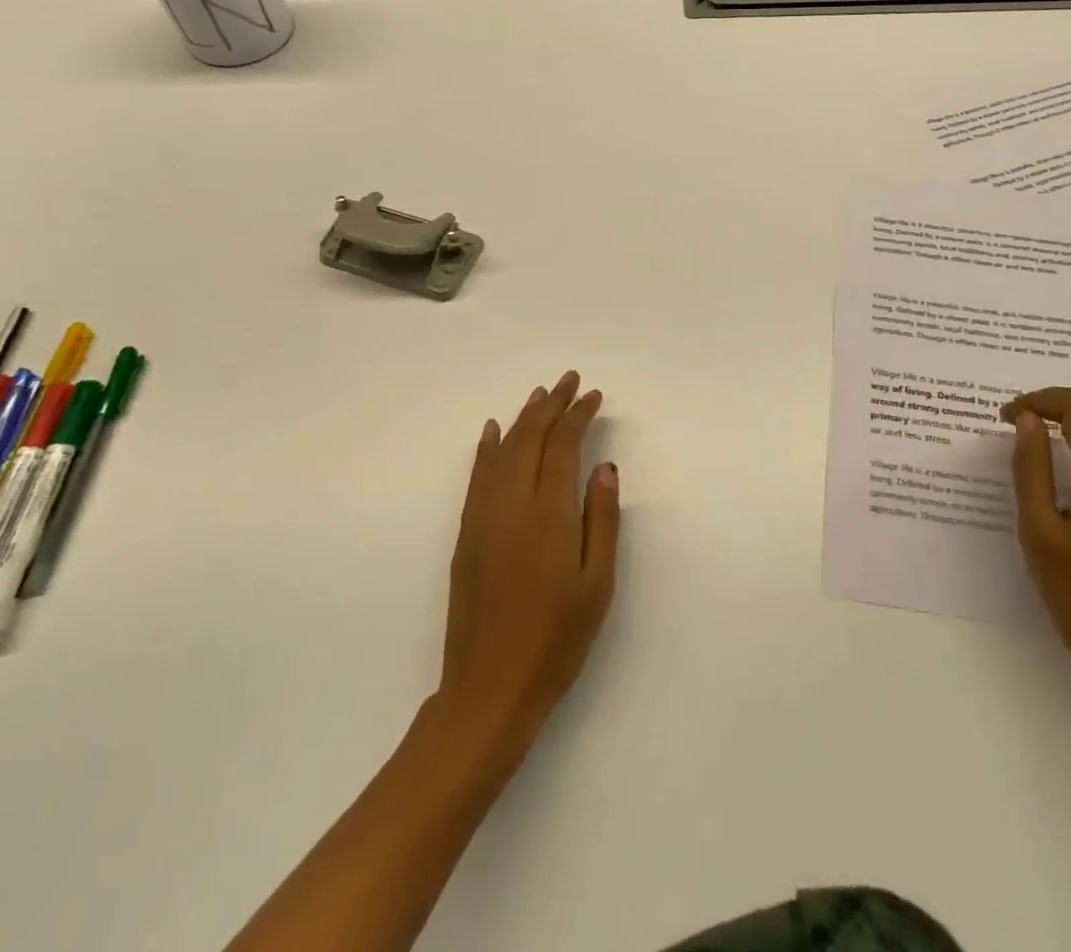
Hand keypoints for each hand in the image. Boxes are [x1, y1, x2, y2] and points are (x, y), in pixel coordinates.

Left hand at [436, 371, 620, 756]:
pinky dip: (487, 449)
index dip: (578, 415)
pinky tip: (493, 432)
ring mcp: (483, 518)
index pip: (562, 446)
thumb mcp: (597, 584)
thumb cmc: (556, 639)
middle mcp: (511, 504)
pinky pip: (476, 477)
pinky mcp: (466, 534)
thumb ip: (602, 519)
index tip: (594, 396)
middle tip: (570, 381)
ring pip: (502, 451)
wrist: (489, 688)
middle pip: (531, 438)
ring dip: (523, 418)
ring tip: (540, 395)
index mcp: (549, 514)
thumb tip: (604, 466)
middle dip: (552, 405)